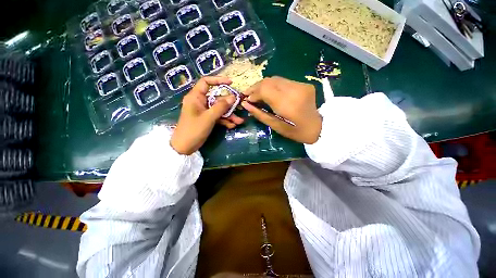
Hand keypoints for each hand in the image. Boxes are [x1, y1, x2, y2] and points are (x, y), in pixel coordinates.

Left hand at [171, 76, 243, 154]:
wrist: (184, 147)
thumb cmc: (193, 130)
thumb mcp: (209, 117)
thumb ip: (221, 107)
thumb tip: (233, 97)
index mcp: (196, 97)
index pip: (206, 82)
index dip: (218, 80)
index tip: (231, 83)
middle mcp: (200, 102)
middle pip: (217, 98)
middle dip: (229, 105)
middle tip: (239, 108)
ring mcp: (204, 111)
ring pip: (219, 109)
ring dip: (229, 115)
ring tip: (239, 122)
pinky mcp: (207, 119)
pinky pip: (218, 117)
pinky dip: (225, 121)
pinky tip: (232, 126)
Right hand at [241, 76, 321, 143]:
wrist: (319, 127)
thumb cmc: (296, 131)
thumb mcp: (276, 126)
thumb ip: (260, 114)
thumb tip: (246, 104)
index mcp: (288, 104)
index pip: (265, 89)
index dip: (253, 93)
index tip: (247, 100)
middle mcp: (294, 90)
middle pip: (269, 81)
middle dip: (256, 87)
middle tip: (249, 95)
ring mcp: (301, 85)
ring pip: (275, 79)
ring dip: (263, 86)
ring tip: (257, 94)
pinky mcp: (303, 84)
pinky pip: (283, 81)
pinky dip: (273, 86)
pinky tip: (270, 93)